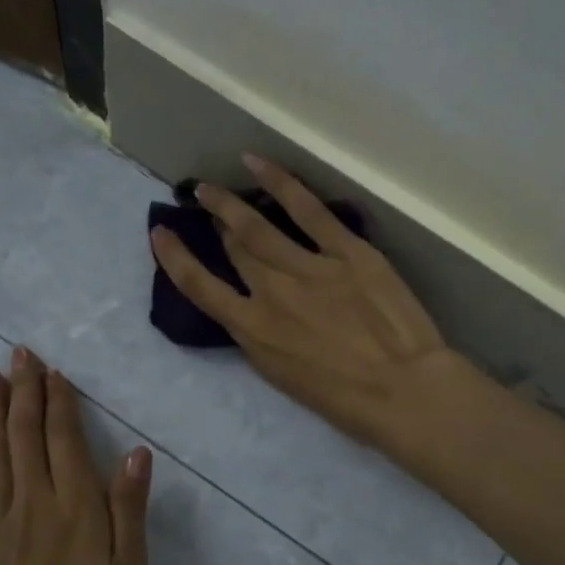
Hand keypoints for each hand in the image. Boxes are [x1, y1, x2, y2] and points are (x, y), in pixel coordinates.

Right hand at [149, 154, 466, 450]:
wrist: (405, 390)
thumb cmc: (346, 400)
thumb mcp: (284, 377)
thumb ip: (260, 338)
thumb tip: (248, 309)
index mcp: (254, 331)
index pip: (201, 288)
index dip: (175, 258)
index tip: (160, 233)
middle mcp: (272, 293)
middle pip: (235, 249)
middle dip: (215, 225)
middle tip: (204, 203)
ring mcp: (309, 267)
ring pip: (258, 226)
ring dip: (230, 203)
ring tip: (211, 186)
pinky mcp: (347, 250)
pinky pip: (307, 209)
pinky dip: (279, 183)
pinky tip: (257, 163)